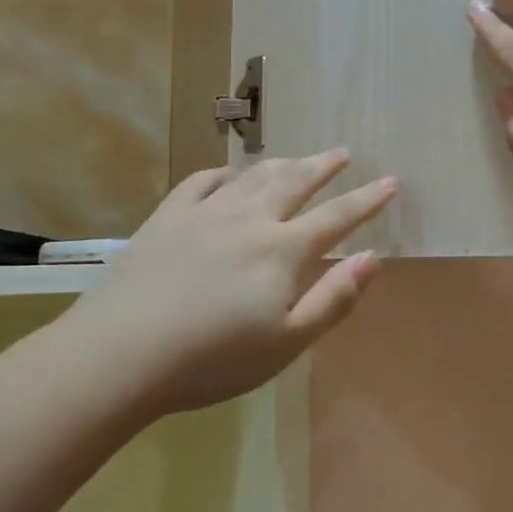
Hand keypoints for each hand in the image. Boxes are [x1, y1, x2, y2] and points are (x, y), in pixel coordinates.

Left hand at [70, 151, 397, 414]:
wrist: (122, 351)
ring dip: (282, 163)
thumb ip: (333, 299)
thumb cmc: (212, 359)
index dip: (367, 199)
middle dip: (324, 166)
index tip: (390, 181)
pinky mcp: (168, 216)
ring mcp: (206, 212)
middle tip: (343, 152)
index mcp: (283, 250)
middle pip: (296, 182)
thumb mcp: (286, 343)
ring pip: (254, 176)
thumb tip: (374, 258)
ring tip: (299, 158)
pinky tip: (229, 173)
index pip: (337, 217)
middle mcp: (250, 219)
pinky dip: (224, 173)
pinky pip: (203, 181)